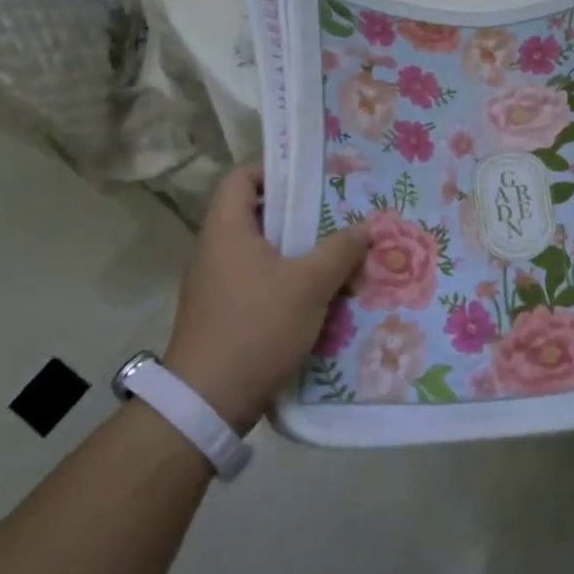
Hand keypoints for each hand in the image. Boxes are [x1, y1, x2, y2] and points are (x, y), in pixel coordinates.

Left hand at [162, 166, 368, 432]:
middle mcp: (215, 251)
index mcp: (226, 230)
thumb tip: (365, 226)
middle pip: (258, 215)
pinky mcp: (224, 315)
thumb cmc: (256, 326)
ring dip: (299, 252)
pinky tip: (320, 295)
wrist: (207, 403)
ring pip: (263, 253)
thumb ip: (340, 250)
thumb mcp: (309, 285)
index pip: (241, 178)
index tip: (313, 180)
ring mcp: (217, 285)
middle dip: (300, 215)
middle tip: (339, 215)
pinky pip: (260, 282)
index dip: (275, 171)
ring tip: (338, 254)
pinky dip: (288, 282)